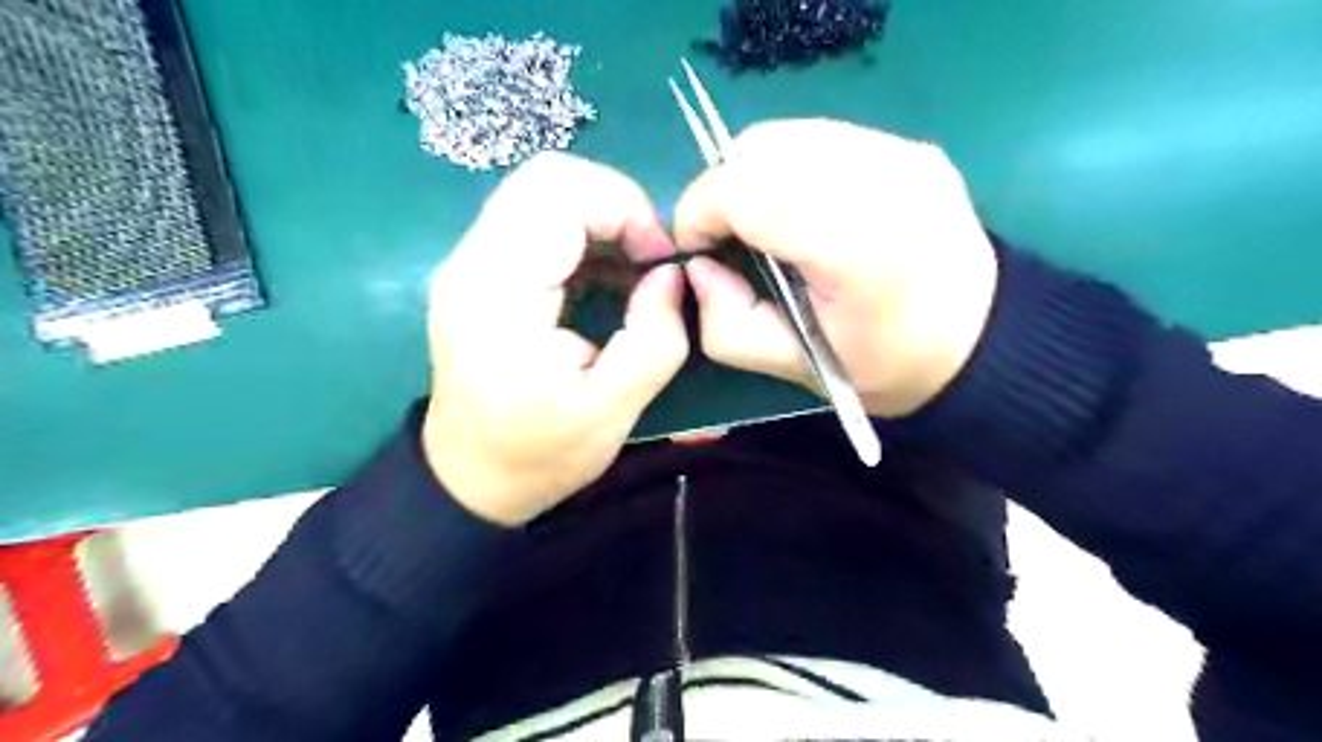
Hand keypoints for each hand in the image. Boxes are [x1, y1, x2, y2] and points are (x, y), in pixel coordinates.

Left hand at [425, 154, 691, 525]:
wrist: (469, 477)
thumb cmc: (538, 454)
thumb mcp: (612, 411)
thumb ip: (654, 339)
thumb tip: (670, 276)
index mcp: (499, 293)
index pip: (559, 192)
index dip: (625, 208)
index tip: (660, 261)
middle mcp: (472, 262)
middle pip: (548, 178)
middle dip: (616, 205)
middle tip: (649, 260)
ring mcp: (469, 263)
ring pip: (542, 194)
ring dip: (601, 220)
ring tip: (634, 273)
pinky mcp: (479, 273)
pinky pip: (535, 223)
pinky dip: (583, 237)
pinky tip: (608, 279)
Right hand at [675, 119, 998, 413]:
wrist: (980, 343)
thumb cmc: (883, 366)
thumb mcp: (794, 367)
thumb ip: (727, 325)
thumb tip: (700, 268)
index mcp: (853, 243)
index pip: (741, 189)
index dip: (698, 213)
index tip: (699, 250)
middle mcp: (881, 178)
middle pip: (757, 148)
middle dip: (722, 191)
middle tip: (730, 238)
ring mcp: (902, 153)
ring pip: (785, 134)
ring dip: (754, 175)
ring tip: (766, 224)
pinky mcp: (911, 146)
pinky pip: (821, 138)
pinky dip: (791, 167)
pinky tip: (806, 209)